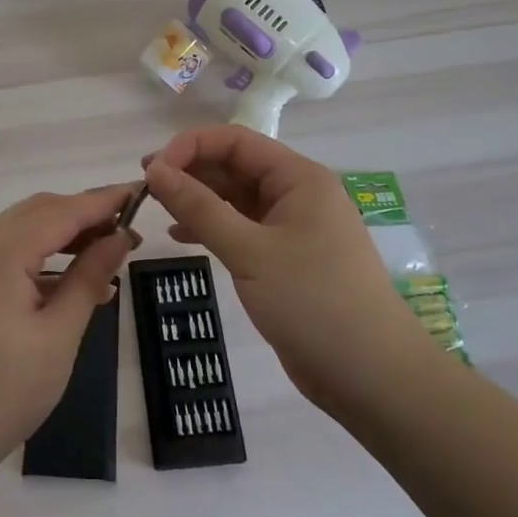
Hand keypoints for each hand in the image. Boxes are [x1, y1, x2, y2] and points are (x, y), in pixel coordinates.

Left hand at [0, 185, 136, 482]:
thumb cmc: (6, 392)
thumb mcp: (60, 335)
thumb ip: (89, 277)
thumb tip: (120, 237)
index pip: (61, 212)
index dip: (102, 201)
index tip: (140, 192)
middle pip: (38, 212)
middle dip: (84, 214)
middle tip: (128, 228)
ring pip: (21, 230)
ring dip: (63, 234)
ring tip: (108, 253)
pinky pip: (6, 254)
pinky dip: (40, 257)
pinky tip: (73, 282)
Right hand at [144, 127, 430, 415]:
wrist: (371, 375)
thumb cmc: (312, 301)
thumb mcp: (249, 251)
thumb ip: (199, 207)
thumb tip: (155, 169)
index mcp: (298, 177)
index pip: (235, 141)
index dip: (189, 147)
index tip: (151, 171)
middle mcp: (297, 194)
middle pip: (235, 166)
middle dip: (190, 172)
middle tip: (146, 190)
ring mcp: (293, 227)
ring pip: (236, 198)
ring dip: (198, 200)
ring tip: (157, 210)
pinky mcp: (287, 258)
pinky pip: (242, 228)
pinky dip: (213, 228)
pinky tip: (182, 238)